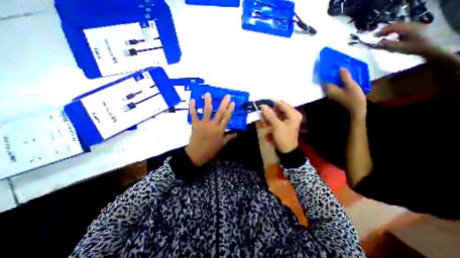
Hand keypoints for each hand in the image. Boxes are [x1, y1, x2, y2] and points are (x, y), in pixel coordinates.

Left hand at [185, 93, 234, 165]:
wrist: (197, 154)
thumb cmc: (211, 150)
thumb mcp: (222, 144)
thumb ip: (230, 137)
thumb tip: (238, 133)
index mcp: (220, 130)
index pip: (227, 118)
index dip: (230, 109)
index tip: (233, 102)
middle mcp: (213, 125)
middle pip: (219, 112)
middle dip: (224, 103)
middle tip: (227, 95)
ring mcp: (203, 123)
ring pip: (206, 111)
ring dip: (207, 101)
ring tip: (208, 93)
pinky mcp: (195, 124)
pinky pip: (193, 114)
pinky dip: (192, 107)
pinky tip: (193, 100)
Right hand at [260, 101, 303, 152]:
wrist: (286, 151)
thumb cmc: (284, 138)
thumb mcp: (277, 126)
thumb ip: (270, 115)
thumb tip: (263, 105)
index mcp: (293, 114)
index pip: (281, 103)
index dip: (271, 103)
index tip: (261, 105)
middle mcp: (290, 115)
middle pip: (277, 109)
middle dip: (268, 112)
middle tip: (261, 116)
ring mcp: (286, 119)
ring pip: (274, 114)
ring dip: (267, 118)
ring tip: (263, 124)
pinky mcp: (281, 123)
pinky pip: (273, 119)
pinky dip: (268, 121)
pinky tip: (265, 126)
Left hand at [327, 68, 366, 119]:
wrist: (356, 109)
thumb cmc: (354, 97)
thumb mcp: (351, 85)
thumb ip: (345, 77)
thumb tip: (339, 68)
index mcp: (330, 89)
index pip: (324, 79)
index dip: (325, 72)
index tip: (326, 64)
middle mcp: (329, 91)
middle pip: (327, 80)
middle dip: (330, 73)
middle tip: (334, 64)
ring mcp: (332, 92)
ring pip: (331, 82)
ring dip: (334, 75)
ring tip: (339, 67)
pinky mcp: (336, 93)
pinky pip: (335, 84)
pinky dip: (338, 79)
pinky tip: (343, 75)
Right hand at [375, 22, 433, 55]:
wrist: (432, 47)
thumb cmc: (415, 48)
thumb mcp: (399, 48)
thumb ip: (388, 45)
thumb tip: (378, 42)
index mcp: (407, 28)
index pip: (392, 27)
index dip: (382, 31)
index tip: (375, 36)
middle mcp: (412, 24)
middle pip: (397, 25)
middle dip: (387, 30)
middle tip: (379, 36)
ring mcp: (416, 25)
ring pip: (401, 25)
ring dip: (392, 30)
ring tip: (385, 36)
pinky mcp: (418, 27)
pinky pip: (405, 27)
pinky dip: (397, 30)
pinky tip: (395, 36)